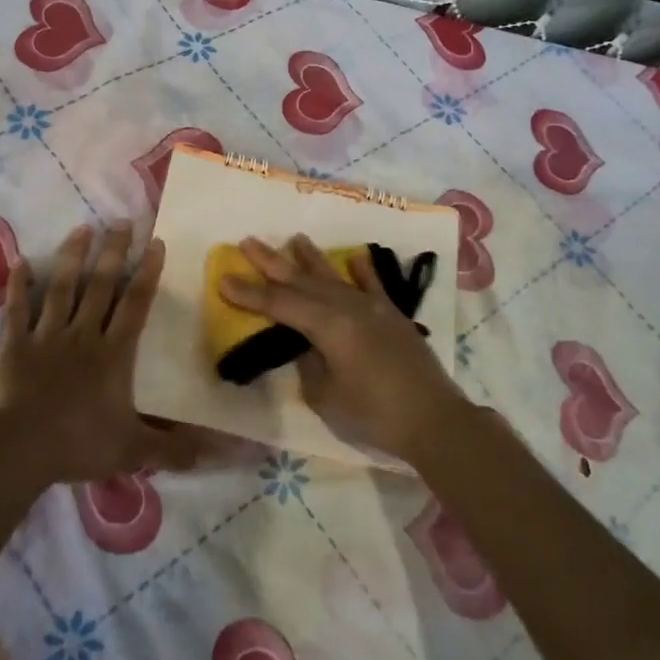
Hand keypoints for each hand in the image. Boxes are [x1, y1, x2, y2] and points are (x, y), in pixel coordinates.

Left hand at [0, 223, 197, 484]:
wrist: (20, 450)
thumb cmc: (80, 444)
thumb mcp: (134, 449)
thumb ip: (174, 448)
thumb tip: (218, 453)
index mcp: (114, 353)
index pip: (135, 304)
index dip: (147, 272)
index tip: (155, 242)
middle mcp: (83, 334)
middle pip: (101, 285)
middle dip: (112, 251)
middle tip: (120, 221)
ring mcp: (47, 336)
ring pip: (62, 288)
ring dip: (72, 257)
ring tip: (82, 229)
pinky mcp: (15, 344)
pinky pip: (17, 309)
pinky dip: (18, 285)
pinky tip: (19, 260)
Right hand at [220, 235, 468, 462]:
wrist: (435, 420)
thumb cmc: (375, 414)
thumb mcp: (327, 396)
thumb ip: (309, 364)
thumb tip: (306, 345)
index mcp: (329, 326)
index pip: (280, 304)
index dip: (250, 293)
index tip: (223, 279)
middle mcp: (349, 307)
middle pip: (303, 281)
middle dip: (272, 262)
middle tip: (247, 242)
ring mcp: (375, 308)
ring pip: (335, 277)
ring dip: (311, 258)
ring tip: (294, 239)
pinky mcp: (395, 316)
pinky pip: (374, 286)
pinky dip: (363, 270)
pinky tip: (355, 257)